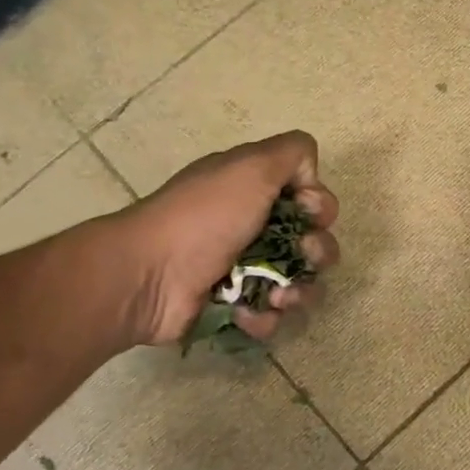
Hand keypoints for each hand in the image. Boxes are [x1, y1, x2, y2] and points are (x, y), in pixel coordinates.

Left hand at [114, 131, 339, 346]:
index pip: (309, 198)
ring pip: (298, 284)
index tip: (310, 213)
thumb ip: (293, 153)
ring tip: (277, 296)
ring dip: (297, 292)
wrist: (149, 275)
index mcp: (254, 191)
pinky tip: (245, 312)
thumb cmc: (204, 217)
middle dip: (317, 253)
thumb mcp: (251, 166)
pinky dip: (264, 317)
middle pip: (311, 243)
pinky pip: (270, 317)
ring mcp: (244, 271)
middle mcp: (252, 228)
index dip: (319, 207)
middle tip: (302, 256)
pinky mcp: (234, 308)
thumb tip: (310, 180)